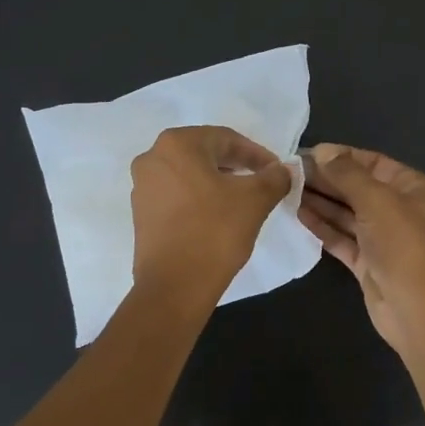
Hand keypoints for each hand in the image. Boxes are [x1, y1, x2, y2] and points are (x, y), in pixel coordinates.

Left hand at [130, 126, 291, 302]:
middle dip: (236, 166)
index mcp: (176, 144)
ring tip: (242, 200)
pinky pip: (176, 195)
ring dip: (217, 182)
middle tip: (262, 182)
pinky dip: (199, 199)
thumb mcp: (256, 200)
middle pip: (205, 153)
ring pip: (189, 175)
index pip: (226, 139)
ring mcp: (142, 187)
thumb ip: (274, 178)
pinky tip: (218, 216)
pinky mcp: (141, 213)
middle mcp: (152, 158)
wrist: (175, 286)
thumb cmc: (215, 232)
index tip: (277, 171)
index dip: (256, 154)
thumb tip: (283, 171)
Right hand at [298, 144, 424, 353]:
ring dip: (320, 202)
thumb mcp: (377, 201)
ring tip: (287, 190)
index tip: (306, 153)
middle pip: (357, 187)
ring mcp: (383, 238)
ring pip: (347, 213)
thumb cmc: (403, 246)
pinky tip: (298, 215)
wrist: (417, 311)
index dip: (340, 156)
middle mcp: (400, 209)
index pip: (372, 162)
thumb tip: (323, 151)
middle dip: (326, 179)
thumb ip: (347, 174)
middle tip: (289, 173)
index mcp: (413, 188)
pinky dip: (322, 227)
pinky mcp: (368, 262)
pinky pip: (342, 238)